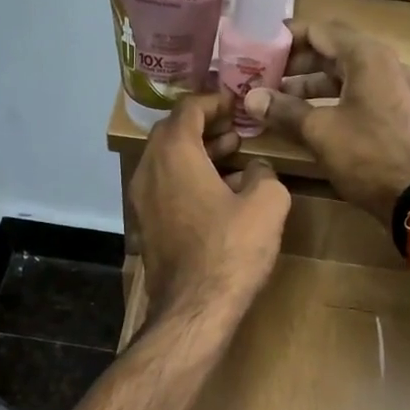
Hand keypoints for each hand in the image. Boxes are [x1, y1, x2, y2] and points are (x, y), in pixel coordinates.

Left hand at [131, 92, 288, 323]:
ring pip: (168, 163)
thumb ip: (265, 174)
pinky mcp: (147, 227)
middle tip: (235, 129)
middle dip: (204, 126)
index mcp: (174, 154)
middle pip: (172, 134)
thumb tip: (256, 169)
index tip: (236, 103)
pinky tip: (220, 194)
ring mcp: (143, 201)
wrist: (194, 308)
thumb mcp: (267, 204)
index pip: (187, 109)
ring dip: (198, 154)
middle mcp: (150, 171)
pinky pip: (166, 188)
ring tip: (233, 157)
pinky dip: (189, 179)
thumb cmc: (231, 250)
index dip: (213, 101)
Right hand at [242, 23, 409, 224]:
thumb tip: (251, 98)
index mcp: (367, 57)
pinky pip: (357, 94)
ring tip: (278, 101)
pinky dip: (330, 100)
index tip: (258, 47)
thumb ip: (285, 110)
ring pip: (344, 75)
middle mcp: (384, 64)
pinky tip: (307, 119)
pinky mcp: (396, 113)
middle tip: (262, 77)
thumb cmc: (368, 156)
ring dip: (310, 85)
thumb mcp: (320, 132)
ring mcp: (394, 88)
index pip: (320, 30)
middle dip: (295, 64)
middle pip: (332, 51)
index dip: (286, 38)